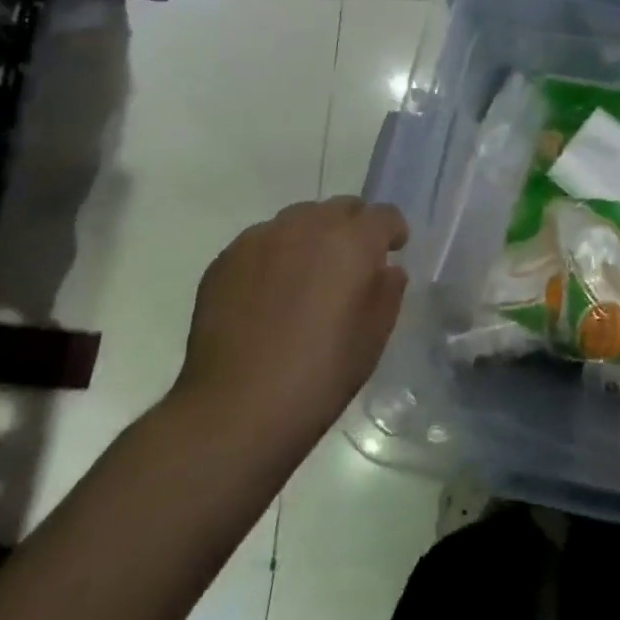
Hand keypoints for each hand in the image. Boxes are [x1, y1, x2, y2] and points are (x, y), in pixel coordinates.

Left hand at [166, 197, 408, 458]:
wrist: (234, 410)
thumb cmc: (319, 376)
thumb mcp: (373, 338)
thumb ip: (388, 292)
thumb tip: (385, 270)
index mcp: (352, 241)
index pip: (383, 215)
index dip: (392, 232)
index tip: (391, 253)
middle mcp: (308, 225)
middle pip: (340, 208)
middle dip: (352, 228)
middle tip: (349, 266)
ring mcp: (262, 238)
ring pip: (298, 220)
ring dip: (311, 238)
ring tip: (304, 278)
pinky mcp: (226, 257)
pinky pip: (262, 242)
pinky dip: (274, 256)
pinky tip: (267, 295)